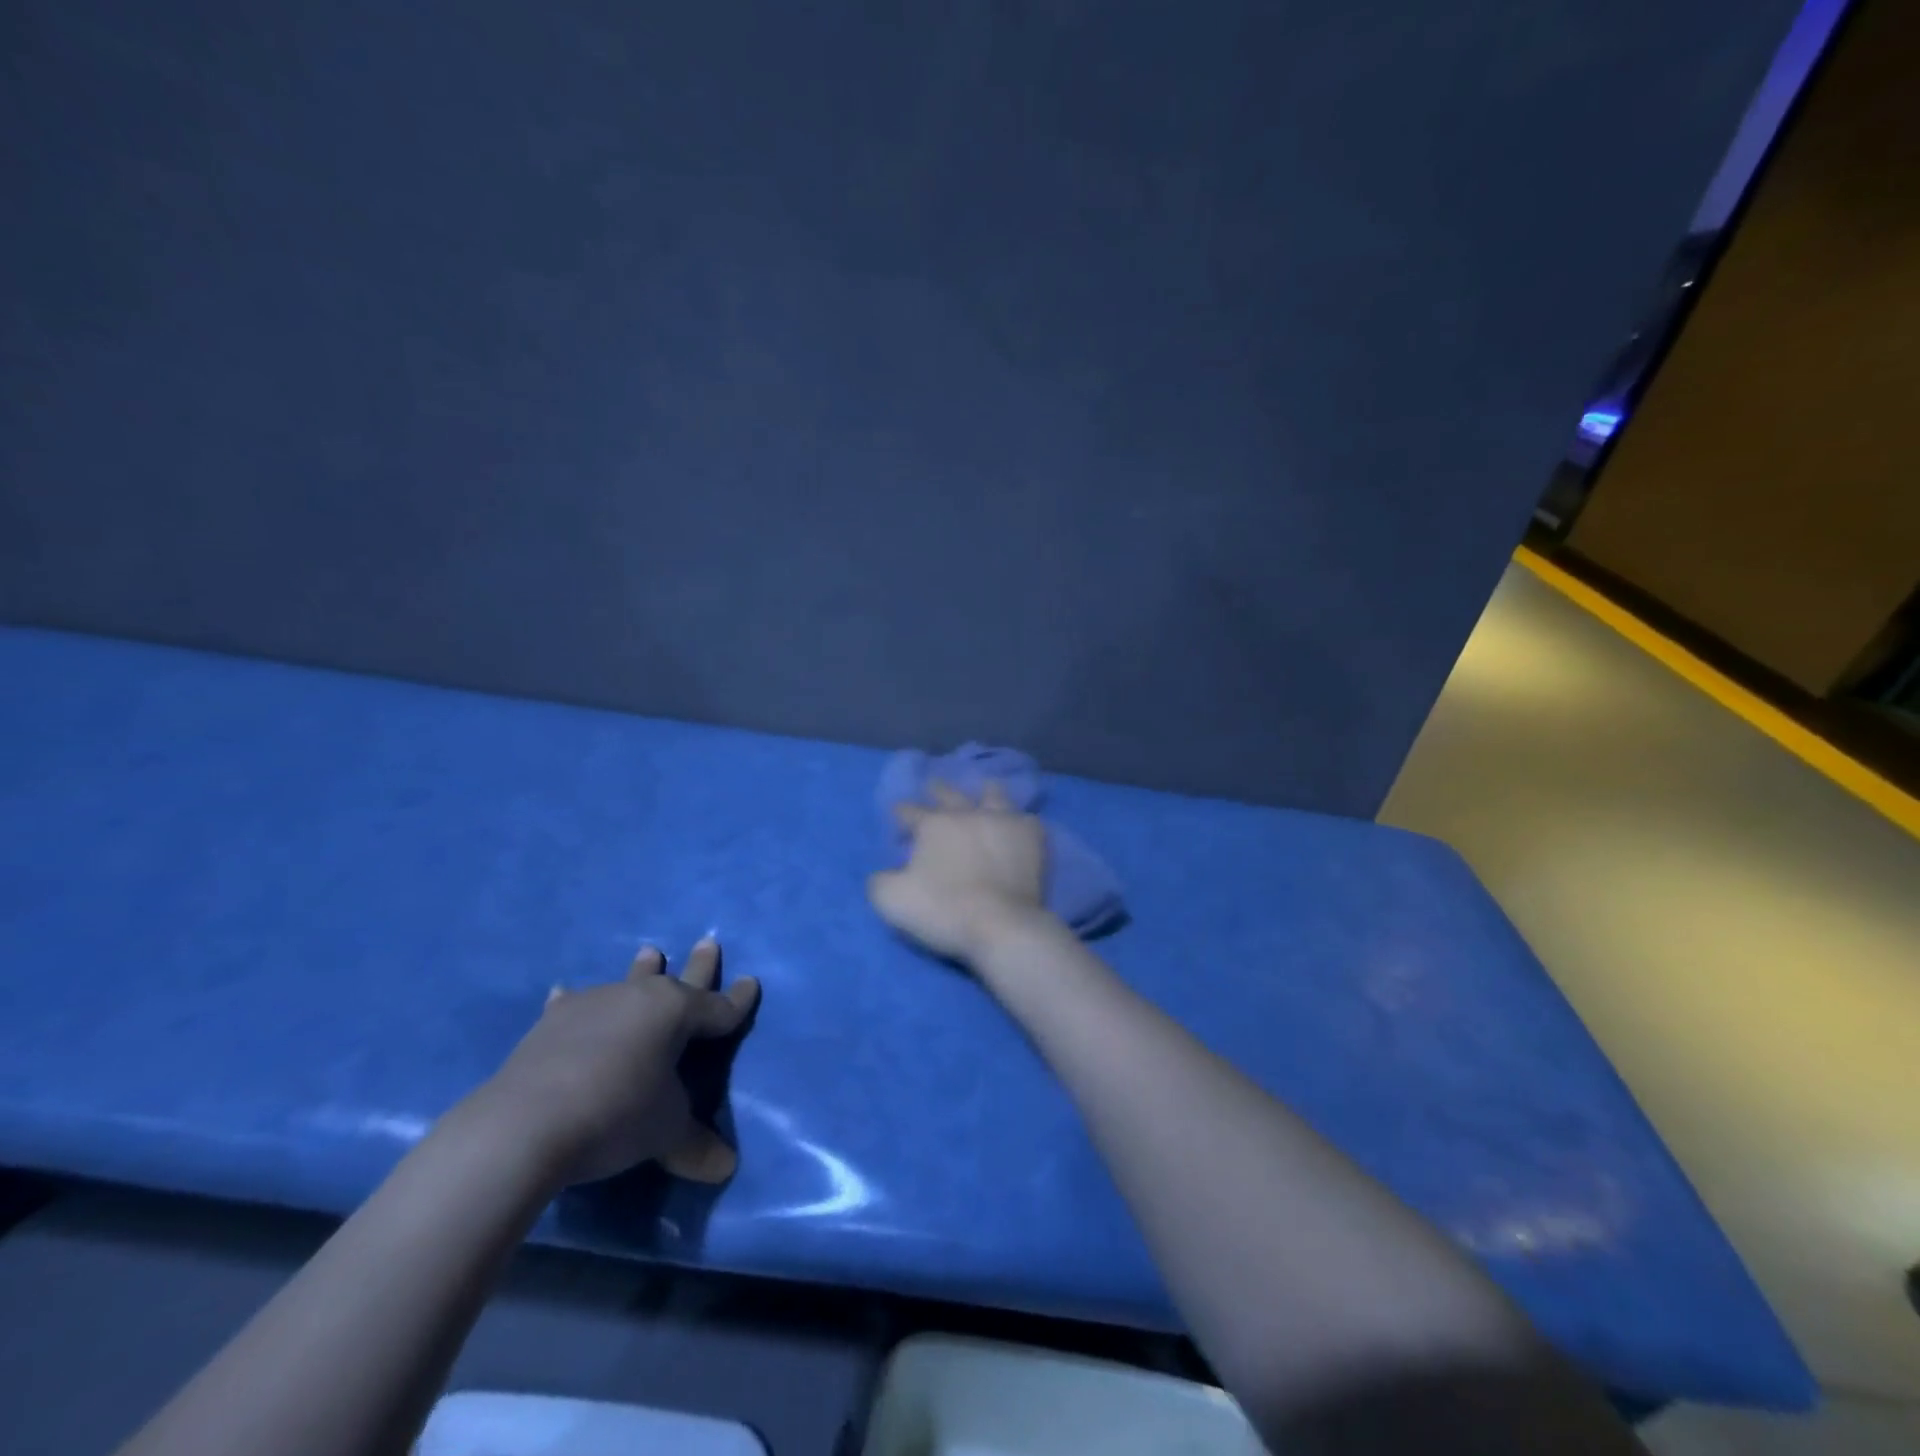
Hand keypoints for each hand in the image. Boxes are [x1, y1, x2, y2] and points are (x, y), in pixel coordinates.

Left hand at [480, 938, 758, 1184]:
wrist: (527, 1123)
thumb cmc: (617, 1115)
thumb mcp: (665, 1133)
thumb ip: (696, 1145)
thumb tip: (726, 1167)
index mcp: (677, 1013)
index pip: (719, 1008)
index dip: (738, 1000)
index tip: (751, 983)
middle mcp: (640, 998)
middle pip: (678, 980)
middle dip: (699, 965)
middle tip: (708, 942)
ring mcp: (594, 1005)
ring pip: (628, 983)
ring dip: (641, 972)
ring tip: (649, 951)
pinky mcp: (553, 1023)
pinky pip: (570, 1005)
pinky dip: (572, 1002)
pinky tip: (563, 992)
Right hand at [868, 779, 1053, 963]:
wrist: (1002, 926)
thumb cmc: (944, 911)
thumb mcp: (892, 901)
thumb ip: (880, 881)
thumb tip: (883, 874)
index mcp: (933, 825)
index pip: (910, 811)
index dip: (901, 812)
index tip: (897, 814)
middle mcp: (967, 814)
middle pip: (950, 794)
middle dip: (938, 789)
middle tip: (934, 786)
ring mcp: (1003, 821)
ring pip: (993, 794)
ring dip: (985, 792)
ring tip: (984, 792)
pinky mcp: (1032, 837)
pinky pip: (1026, 818)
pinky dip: (1019, 820)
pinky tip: (1018, 825)